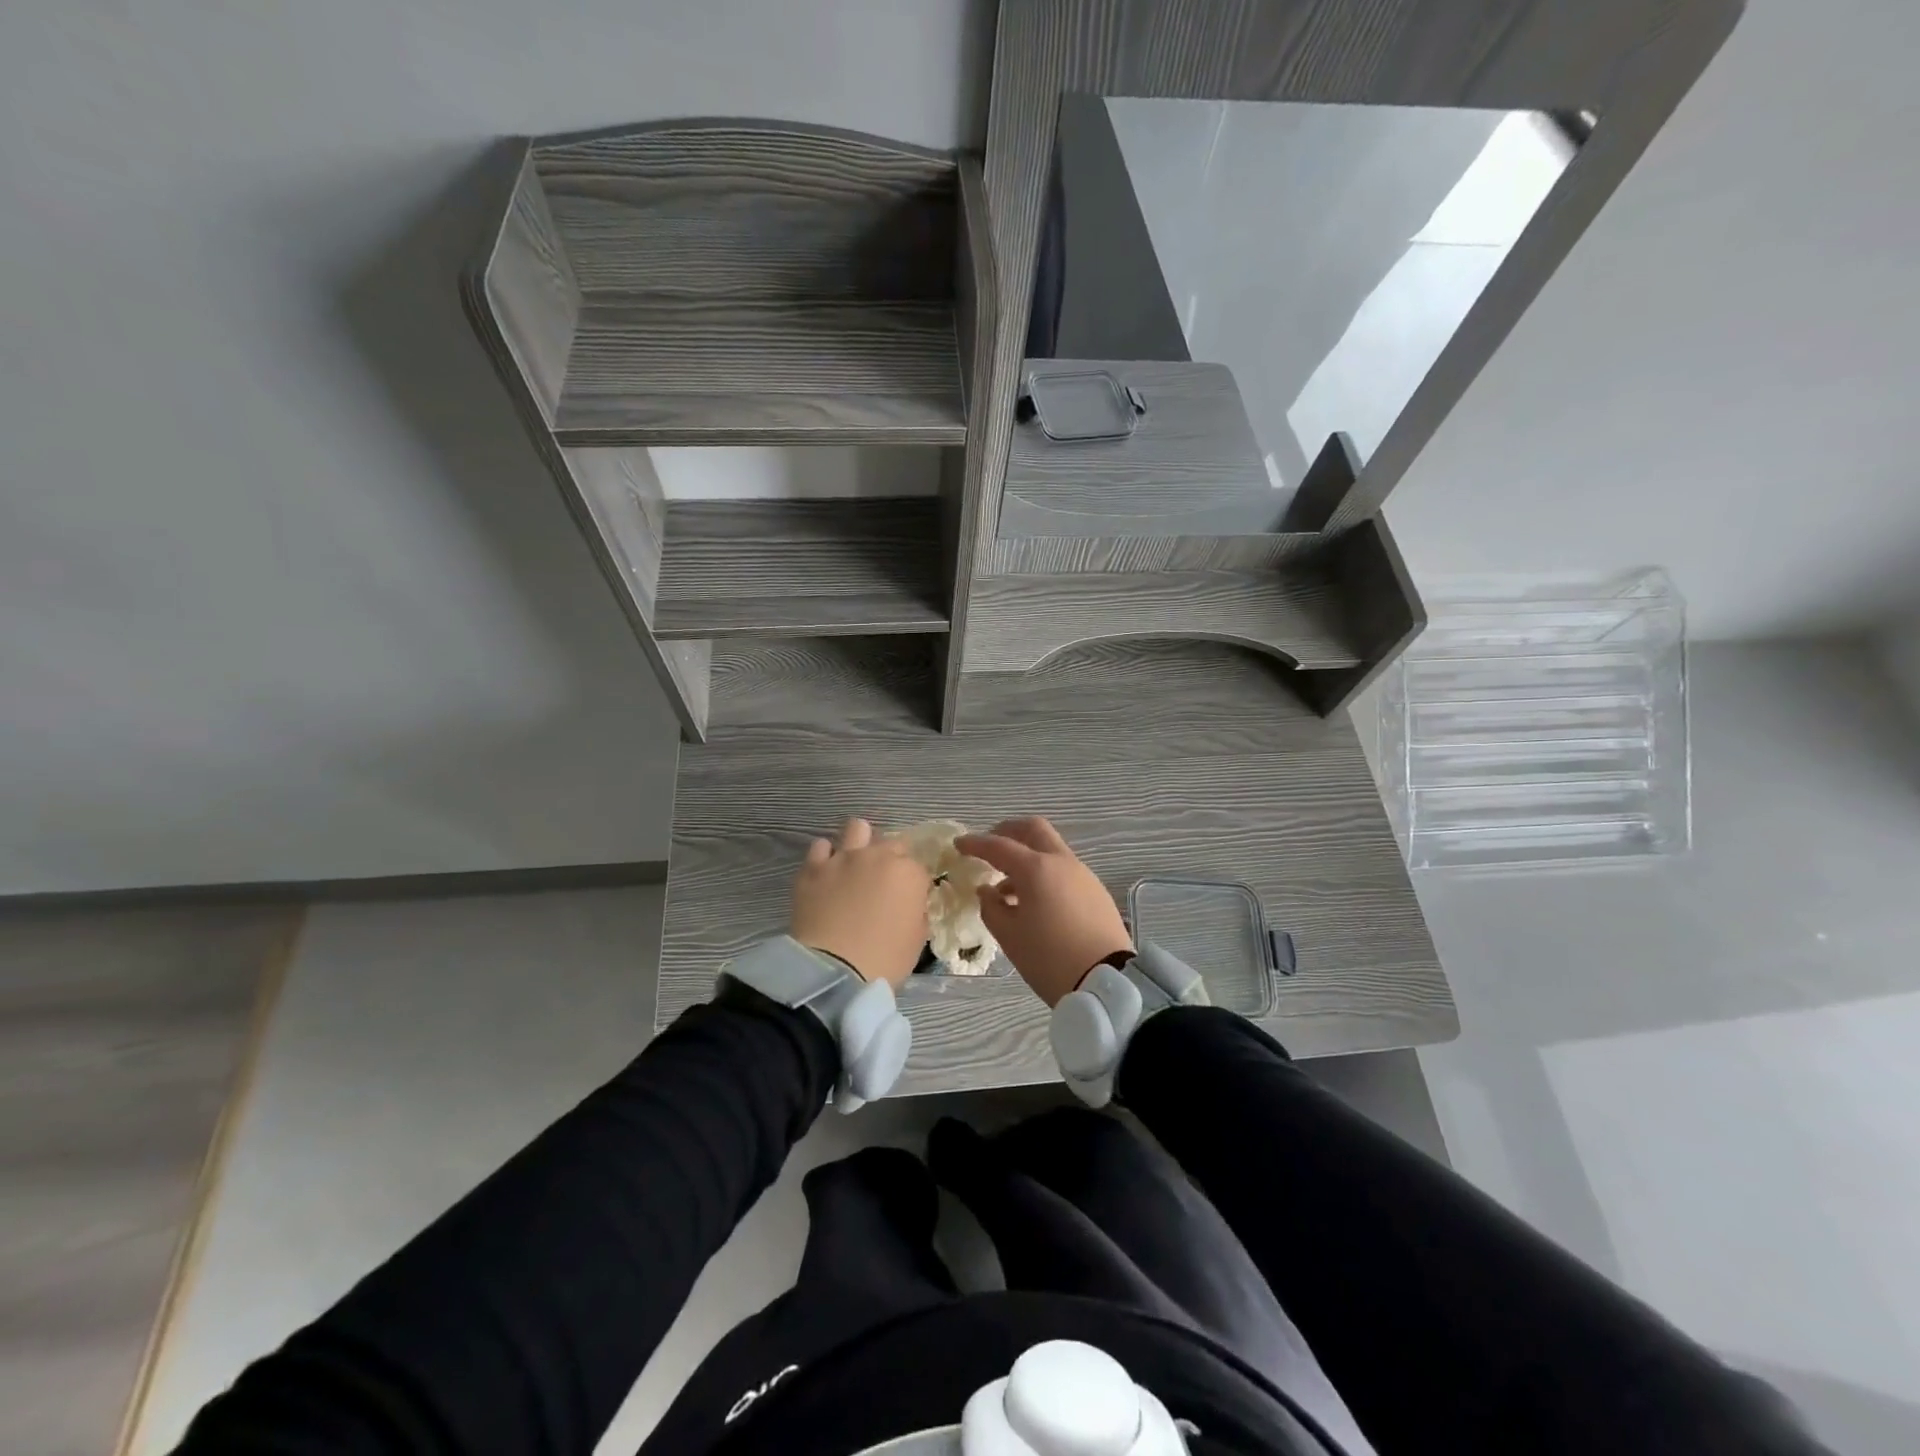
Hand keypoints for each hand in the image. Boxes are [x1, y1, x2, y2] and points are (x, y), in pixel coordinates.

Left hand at [790, 818, 931, 989]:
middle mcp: (878, 856)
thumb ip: (917, 913)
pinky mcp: (814, 868)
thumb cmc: (884, 960)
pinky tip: (826, 872)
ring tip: (855, 864)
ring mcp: (844, 858)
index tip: (908, 900)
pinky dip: (826, 856)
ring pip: (858, 829)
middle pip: (892, 844)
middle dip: (892, 860)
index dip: (914, 884)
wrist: (834, 970)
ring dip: (861, 843)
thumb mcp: (917, 940)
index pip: (919, 868)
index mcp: (909, 873)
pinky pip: (821, 847)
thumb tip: (910, 904)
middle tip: (883, 885)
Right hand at [955, 817, 1131, 1006]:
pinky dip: (1044, 873)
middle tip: (989, 846)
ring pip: (1050, 850)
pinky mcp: (1096, 891)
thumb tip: (987, 891)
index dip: (976, 843)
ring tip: (1007, 886)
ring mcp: (1083, 874)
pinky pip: (1063, 870)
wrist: (1107, 982)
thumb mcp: (1009, 936)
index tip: (959, 844)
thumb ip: (991, 907)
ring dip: (1027, 856)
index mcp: (1036, 869)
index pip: (999, 846)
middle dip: (1008, 832)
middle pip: (1033, 830)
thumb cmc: (1049, 958)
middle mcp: (1061, 862)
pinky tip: (1034, 900)